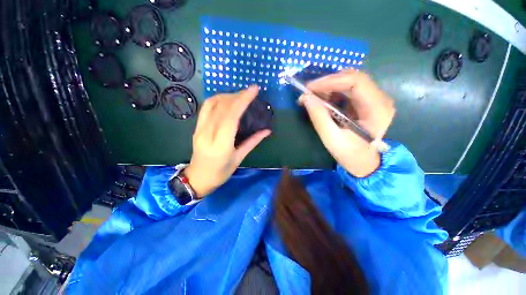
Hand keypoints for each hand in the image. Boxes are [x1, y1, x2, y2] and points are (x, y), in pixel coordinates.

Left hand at [184, 86, 270, 197]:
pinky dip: (217, 100)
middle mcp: (208, 134)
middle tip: (250, 92)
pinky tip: (227, 100)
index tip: (253, 90)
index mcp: (221, 145)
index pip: (231, 117)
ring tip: (239, 96)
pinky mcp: (196, 127)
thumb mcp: (239, 159)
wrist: (198, 178)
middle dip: (237, 95)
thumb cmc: (221, 173)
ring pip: (211, 104)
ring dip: (227, 96)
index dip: (242, 100)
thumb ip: (253, 142)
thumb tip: (267, 130)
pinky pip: (206, 108)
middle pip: (221, 107)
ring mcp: (199, 129)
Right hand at [301, 69, 394, 176]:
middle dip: (327, 83)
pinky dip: (332, 92)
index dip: (330, 81)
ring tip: (312, 97)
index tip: (309, 88)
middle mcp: (380, 99)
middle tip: (308, 92)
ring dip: (328, 87)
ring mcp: (374, 99)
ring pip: (349, 82)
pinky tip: (322, 100)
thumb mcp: (331, 139)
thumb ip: (319, 117)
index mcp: (377, 109)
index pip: (356, 82)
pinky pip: (348, 90)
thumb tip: (306, 97)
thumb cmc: (350, 154)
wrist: (363, 163)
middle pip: (353, 78)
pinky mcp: (366, 102)